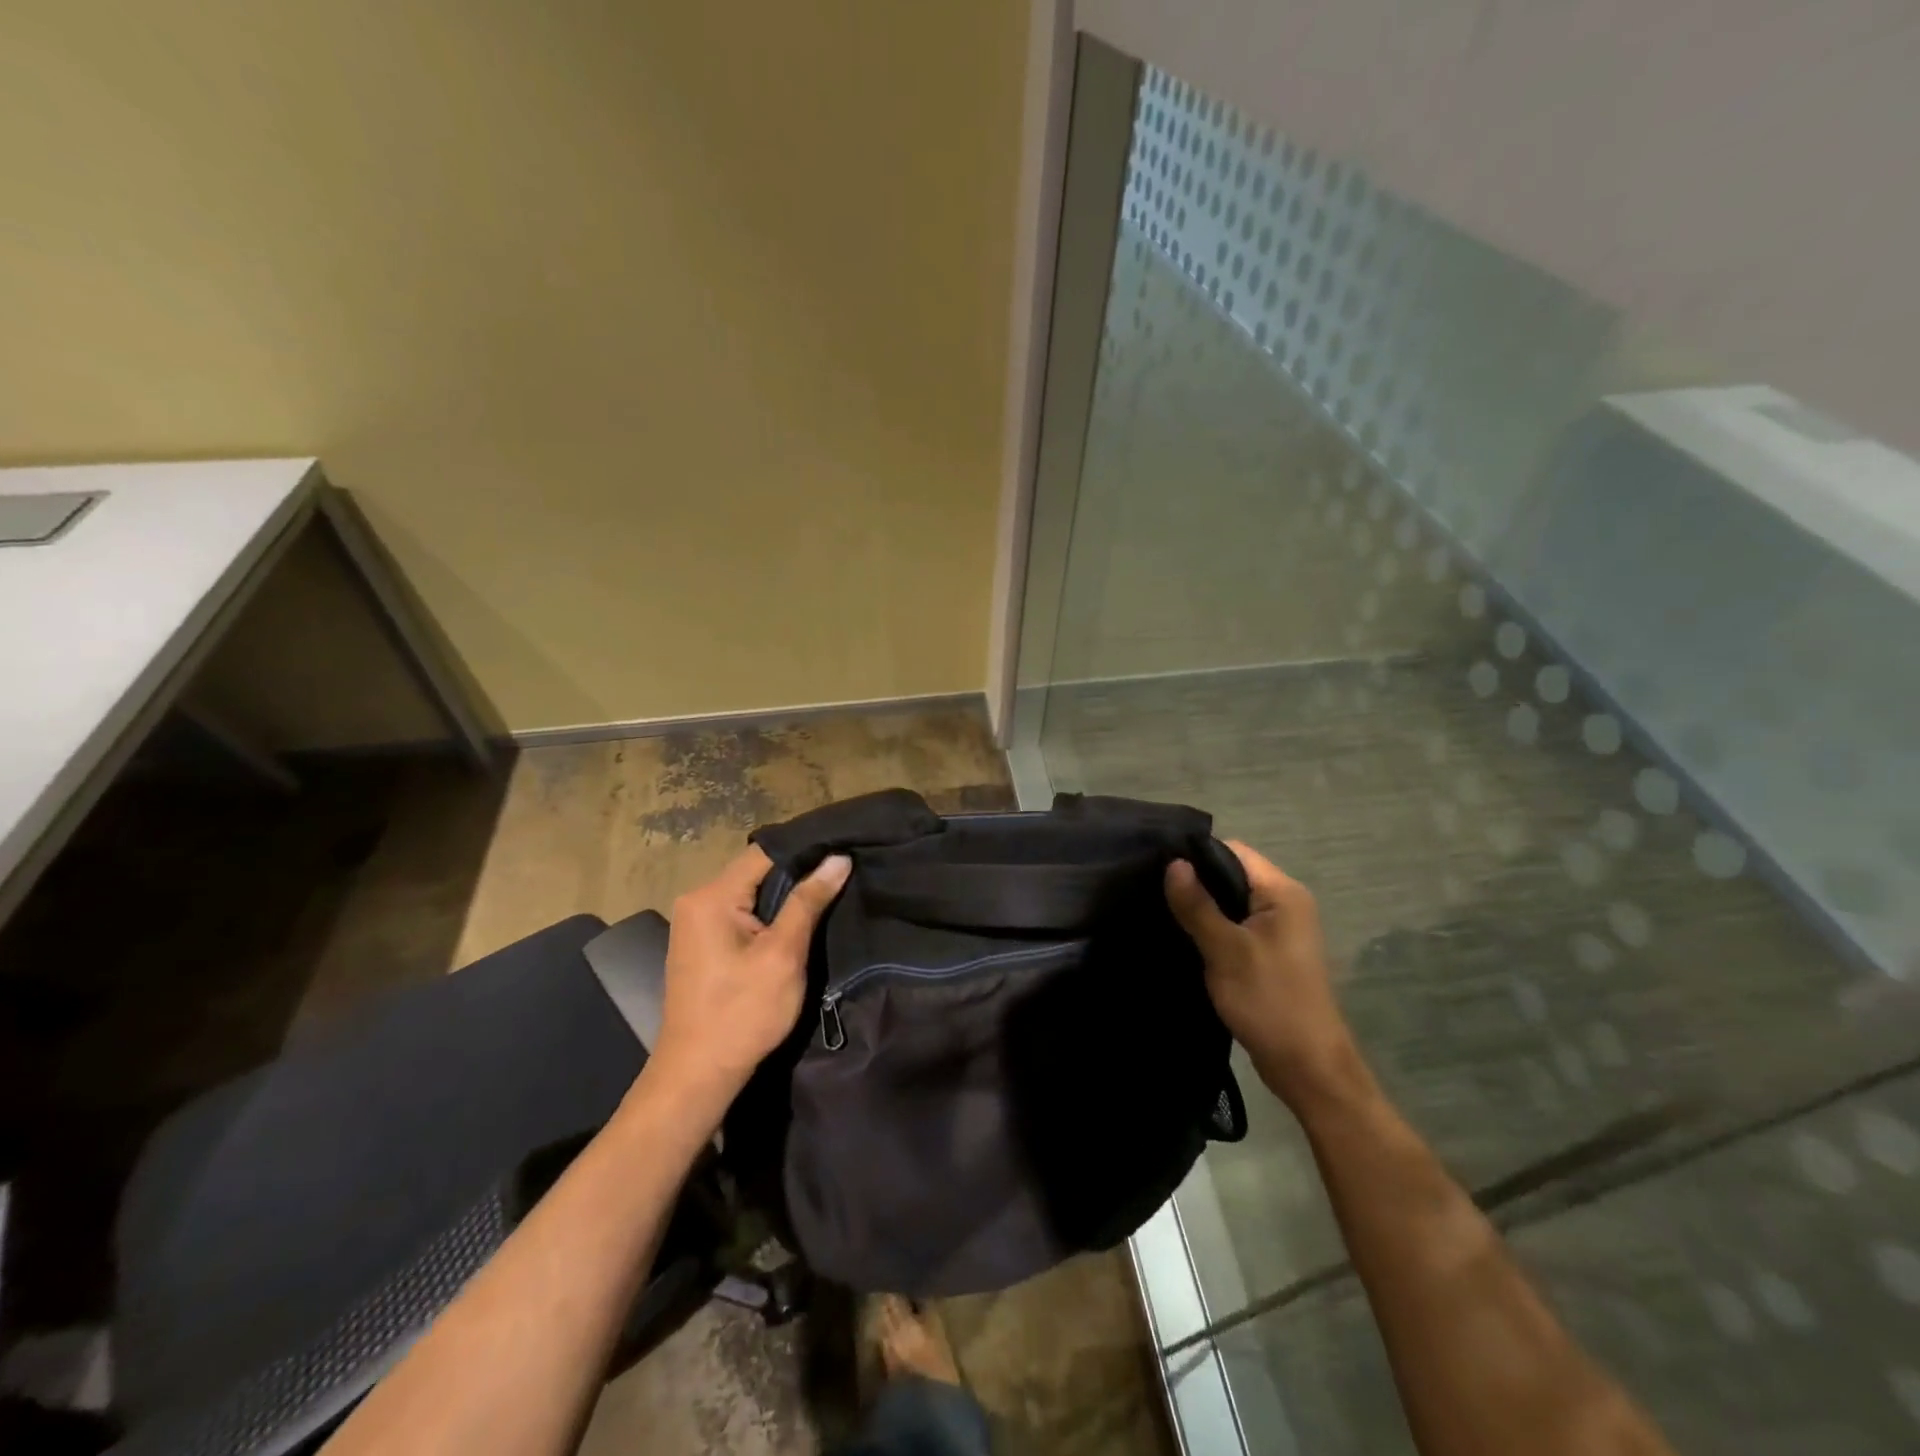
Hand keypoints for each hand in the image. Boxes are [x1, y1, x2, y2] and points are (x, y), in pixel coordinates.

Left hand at [650, 846, 851, 1104]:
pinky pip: (740, 912)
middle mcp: (696, 900)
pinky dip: (768, 913)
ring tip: (828, 890)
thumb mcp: (783, 955)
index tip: (844, 847)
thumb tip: (838, 858)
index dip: (806, 849)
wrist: (698, 1075)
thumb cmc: (742, 1013)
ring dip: (785, 894)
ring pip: (750, 892)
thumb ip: (808, 902)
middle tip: (843, 871)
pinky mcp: (701, 943)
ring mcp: (695, 922)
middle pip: (756, 870)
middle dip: (798, 872)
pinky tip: (797, 919)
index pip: (765, 852)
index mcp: (711, 896)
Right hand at [1164, 841, 1364, 1109]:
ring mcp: (1279, 931)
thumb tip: (1173, 863)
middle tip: (1152, 890)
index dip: (1196, 854)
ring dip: (1201, 907)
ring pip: (1231, 902)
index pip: (1234, 851)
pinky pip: (1235, 927)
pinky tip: (1183, 937)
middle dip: (1195, 881)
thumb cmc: (1269, 1001)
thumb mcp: (1226, 950)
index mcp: (1283, 893)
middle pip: (1231, 874)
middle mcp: (1285, 904)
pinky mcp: (1269, 954)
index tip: (1158, 866)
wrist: (1307, 1067)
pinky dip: (1211, 929)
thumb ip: (1198, 905)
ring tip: (1162, 911)